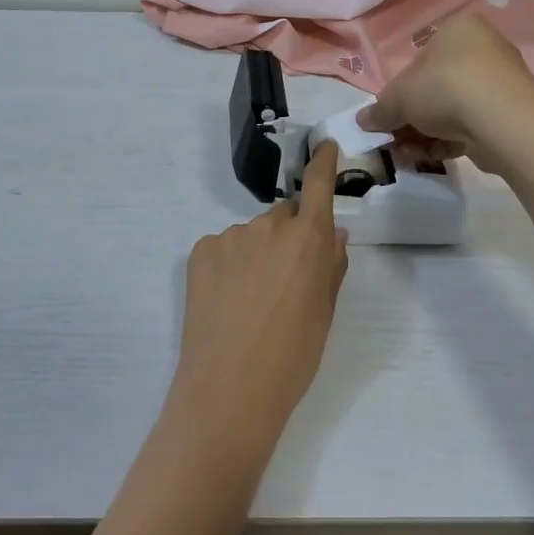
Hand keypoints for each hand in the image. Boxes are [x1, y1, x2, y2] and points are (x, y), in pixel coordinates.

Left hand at [171, 142, 349, 455]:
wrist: (229, 388)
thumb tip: (333, 231)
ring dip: (257, 254)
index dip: (323, 162)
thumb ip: (330, 264)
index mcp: (306, 239)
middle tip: (286, 280)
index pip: (318, 186)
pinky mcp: (200, 250)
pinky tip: (227, 299)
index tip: (324, 145)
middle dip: (289, 237)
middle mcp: (268, 226)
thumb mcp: (324, 312)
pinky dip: (229, 265)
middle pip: (284, 217)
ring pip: (252, 235)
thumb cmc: (292, 356)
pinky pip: (224, 248)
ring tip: (252, 300)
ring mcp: (230, 236)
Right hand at [357, 16, 533, 171]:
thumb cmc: (444, 88)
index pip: (419, 60)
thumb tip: (362, 121)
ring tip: (404, 154)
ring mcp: (499, 84)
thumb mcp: (398, 97)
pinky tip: (427, 157)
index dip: (398, 91)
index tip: (386, 116)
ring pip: (450, 111)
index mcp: (457, 30)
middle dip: (409, 118)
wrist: (502, 121)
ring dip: (423, 134)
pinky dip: (446, 141)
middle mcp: (482, 50)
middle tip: (391, 139)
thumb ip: (379, 110)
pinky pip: (469, 126)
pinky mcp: (508, 115)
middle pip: (433, 88)